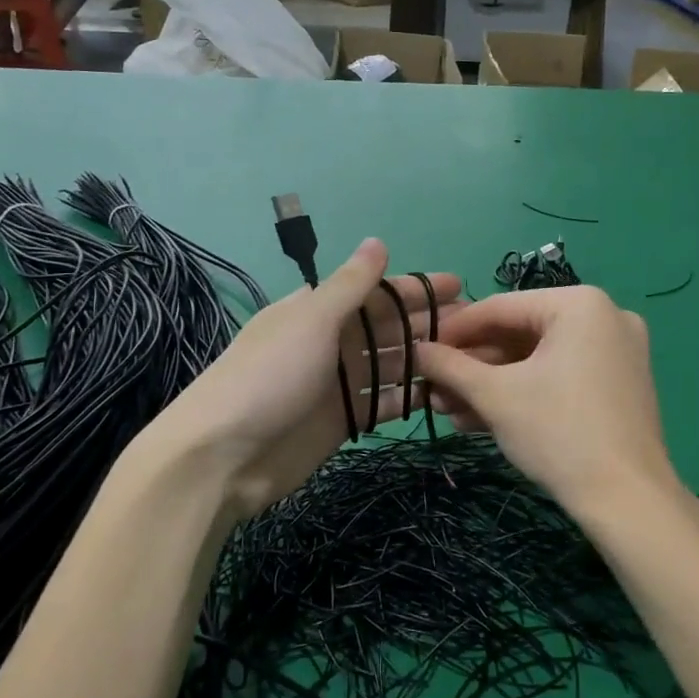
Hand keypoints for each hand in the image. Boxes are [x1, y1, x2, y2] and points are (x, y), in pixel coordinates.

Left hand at [148, 239, 462, 520]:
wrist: (224, 457)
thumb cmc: (269, 376)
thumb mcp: (311, 320)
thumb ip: (350, 285)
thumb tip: (378, 241)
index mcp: (315, 310)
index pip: (373, 291)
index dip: (413, 288)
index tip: (457, 286)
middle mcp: (328, 342)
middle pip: (385, 328)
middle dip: (425, 323)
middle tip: (474, 324)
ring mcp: (336, 384)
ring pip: (389, 365)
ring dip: (423, 359)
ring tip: (468, 358)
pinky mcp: (341, 422)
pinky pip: (383, 403)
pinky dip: (408, 397)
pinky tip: (441, 393)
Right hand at [416, 287, 678, 517]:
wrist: (628, 501)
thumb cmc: (558, 432)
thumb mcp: (495, 395)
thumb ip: (450, 366)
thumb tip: (415, 349)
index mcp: (579, 304)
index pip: (499, 307)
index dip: (453, 330)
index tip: (420, 351)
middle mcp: (603, 317)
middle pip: (518, 334)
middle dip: (471, 367)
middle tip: (432, 388)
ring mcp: (614, 353)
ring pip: (535, 360)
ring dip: (489, 385)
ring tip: (447, 410)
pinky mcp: (616, 386)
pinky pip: (558, 377)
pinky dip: (521, 394)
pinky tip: (479, 419)